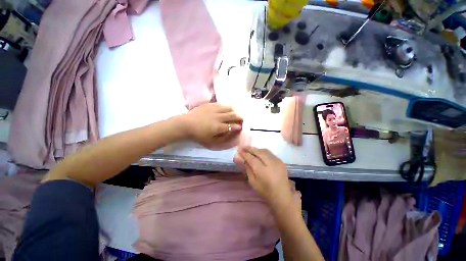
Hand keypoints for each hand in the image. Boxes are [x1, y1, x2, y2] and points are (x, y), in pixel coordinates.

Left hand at [180, 103, 242, 148]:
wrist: (185, 124)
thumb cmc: (198, 135)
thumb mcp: (211, 141)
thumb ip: (223, 138)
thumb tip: (231, 134)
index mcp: (218, 127)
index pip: (232, 126)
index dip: (238, 126)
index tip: (241, 127)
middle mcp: (218, 117)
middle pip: (232, 115)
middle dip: (239, 117)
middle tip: (242, 119)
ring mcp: (214, 109)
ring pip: (228, 108)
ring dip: (234, 111)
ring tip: (236, 113)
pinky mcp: (209, 105)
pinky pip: (221, 104)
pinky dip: (226, 106)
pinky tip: (227, 108)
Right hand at [234, 146, 293, 208]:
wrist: (282, 195)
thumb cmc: (265, 190)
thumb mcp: (252, 181)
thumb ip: (247, 168)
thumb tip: (239, 158)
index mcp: (262, 171)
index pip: (251, 158)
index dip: (244, 153)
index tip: (238, 150)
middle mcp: (270, 163)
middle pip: (258, 152)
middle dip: (250, 148)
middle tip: (243, 147)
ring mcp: (277, 161)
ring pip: (264, 150)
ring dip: (256, 149)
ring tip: (249, 149)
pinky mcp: (280, 161)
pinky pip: (269, 153)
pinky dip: (262, 151)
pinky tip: (258, 153)